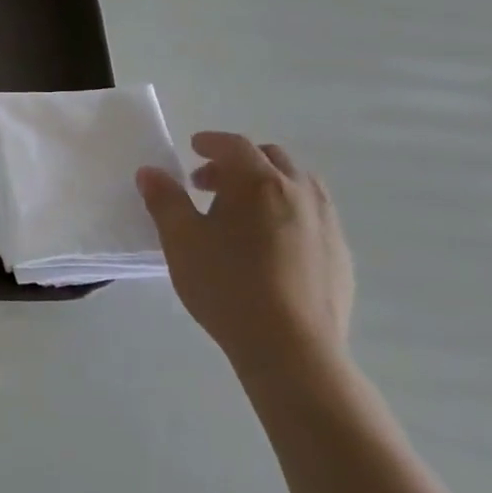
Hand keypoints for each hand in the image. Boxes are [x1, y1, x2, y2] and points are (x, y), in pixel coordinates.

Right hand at [137, 132, 353, 387]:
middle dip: (238, 162)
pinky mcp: (341, 255)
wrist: (292, 350)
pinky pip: (314, 216)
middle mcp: (299, 192)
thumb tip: (150, 172)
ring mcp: (327, 223)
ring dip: (268, 184)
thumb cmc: (227, 286)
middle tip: (208, 185)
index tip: (193, 148)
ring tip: (242, 211)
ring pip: (299, 184)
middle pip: (271, 158)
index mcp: (258, 182)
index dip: (211, 142)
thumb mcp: (181, 240)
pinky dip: (289, 212)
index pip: (234, 145)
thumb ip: (165, 200)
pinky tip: (271, 245)